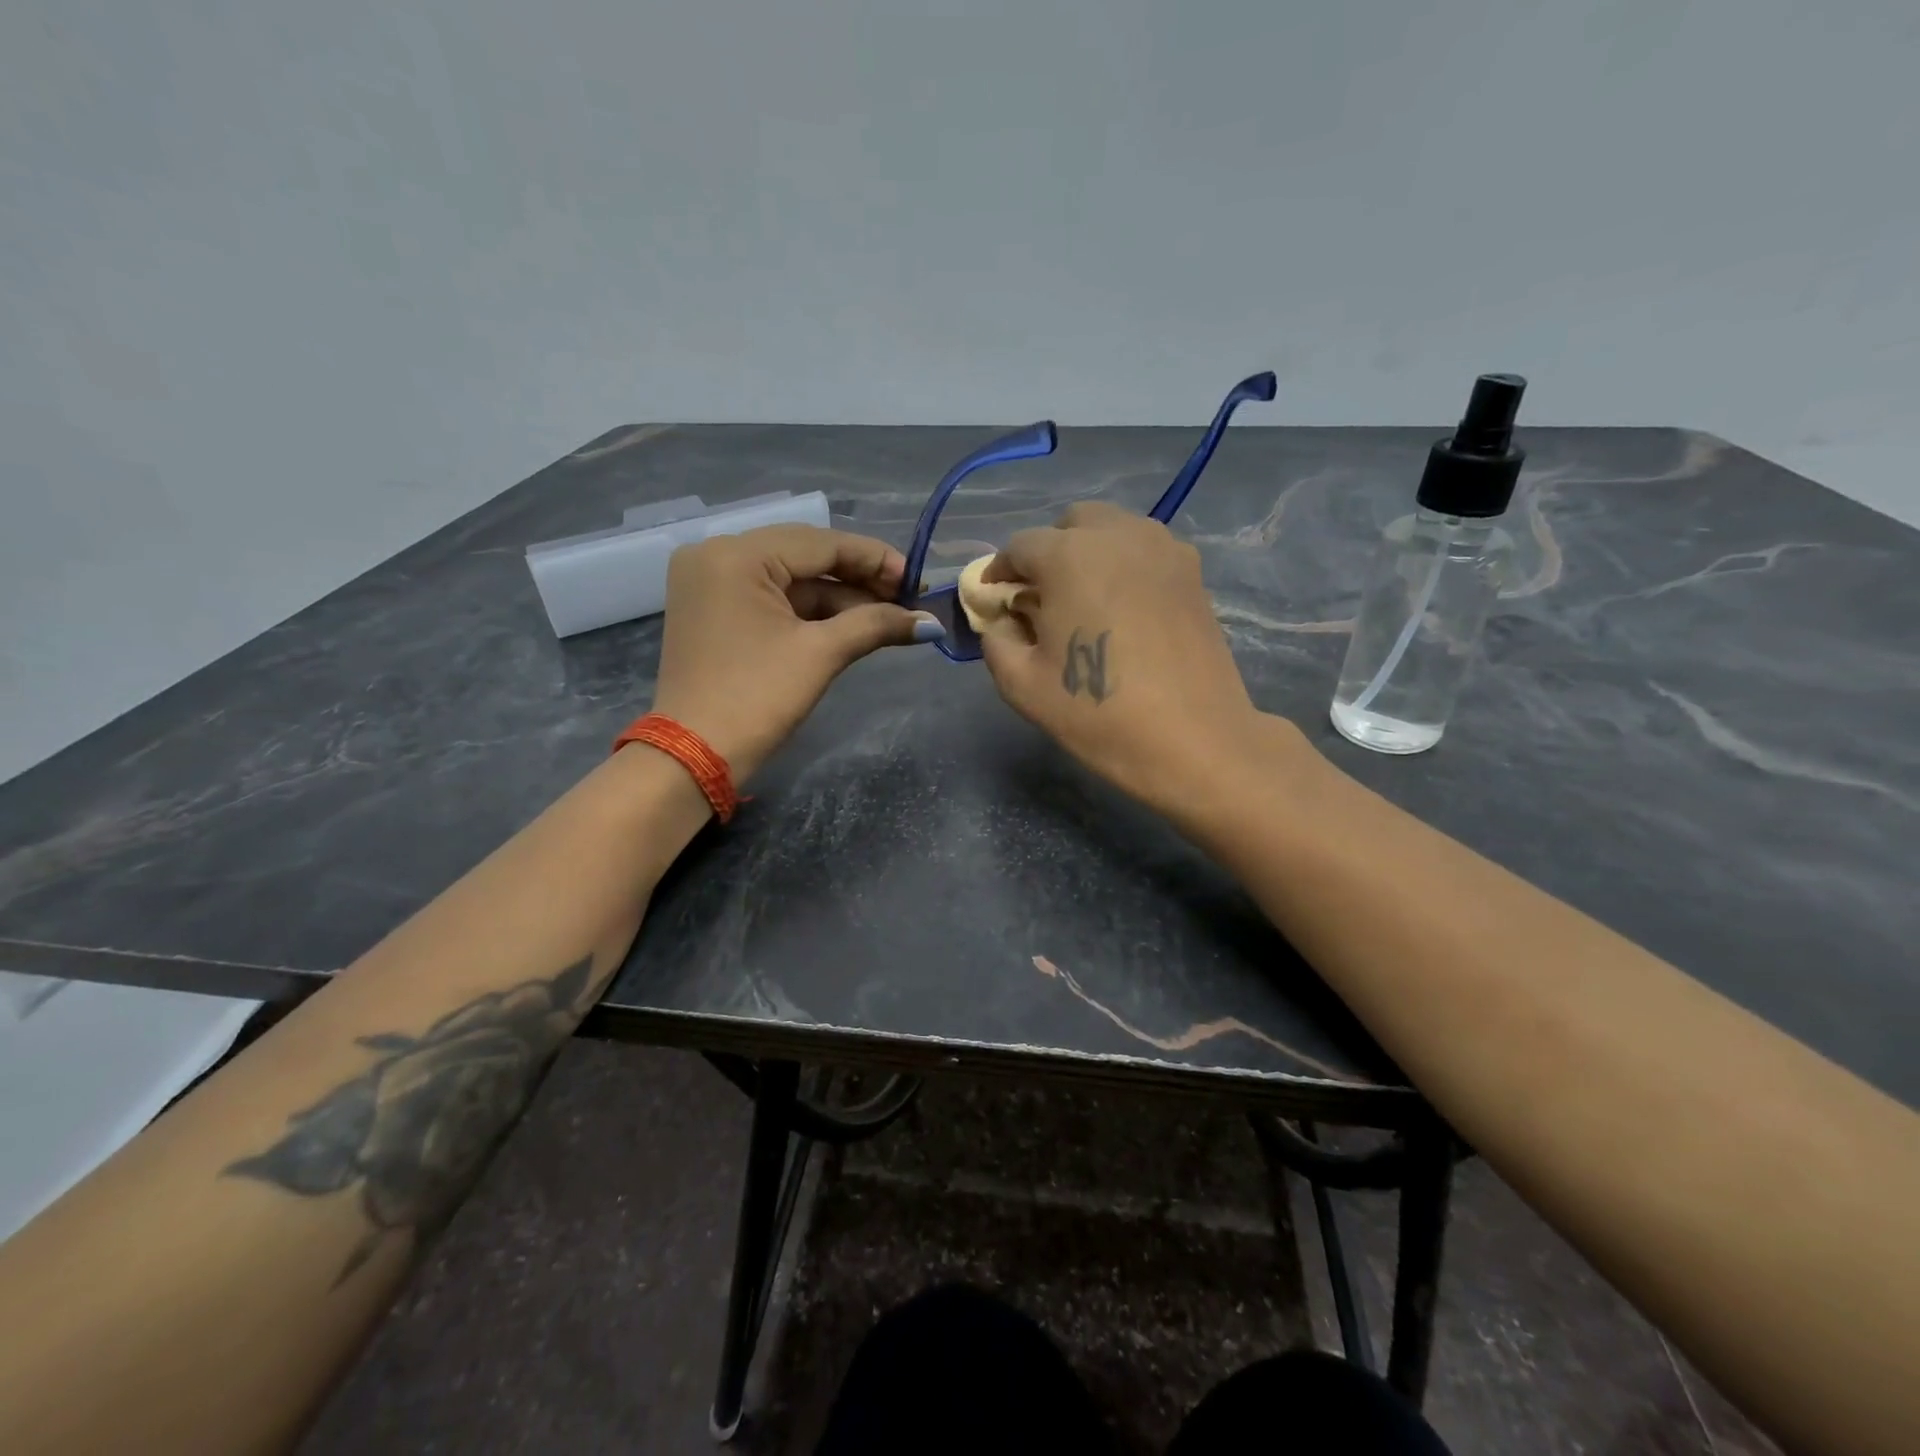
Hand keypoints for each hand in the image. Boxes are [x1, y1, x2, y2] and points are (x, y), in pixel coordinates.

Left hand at [651, 525, 937, 781]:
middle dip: (859, 580)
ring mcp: (711, 583)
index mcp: (736, 554)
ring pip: (791, 579)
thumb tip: (932, 624)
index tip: (918, 581)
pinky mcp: (714, 610)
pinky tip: (852, 625)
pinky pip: (772, 598)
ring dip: (839, 599)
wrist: (694, 756)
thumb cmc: (756, 698)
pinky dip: (810, 612)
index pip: (820, 543)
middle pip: (805, 556)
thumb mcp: (820, 654)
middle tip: (907, 600)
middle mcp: (717, 555)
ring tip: (889, 617)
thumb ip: (876, 625)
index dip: (875, 559)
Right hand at [976, 503, 1277, 812]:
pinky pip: (1146, 551)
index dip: (1000, 572)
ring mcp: (1163, 549)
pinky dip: (1125, 565)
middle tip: (1041, 598)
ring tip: (1085, 600)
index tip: (995, 600)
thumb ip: (997, 639)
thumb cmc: (1098, 713)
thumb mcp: (1021, 685)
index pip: (1020, 547)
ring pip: (1113, 530)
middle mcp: (1118, 535)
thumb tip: (1003, 619)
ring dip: (1088, 553)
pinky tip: (1124, 609)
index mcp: (1069, 556)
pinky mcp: (1193, 572)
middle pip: (1070, 523)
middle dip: (1048, 552)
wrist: (1192, 740)